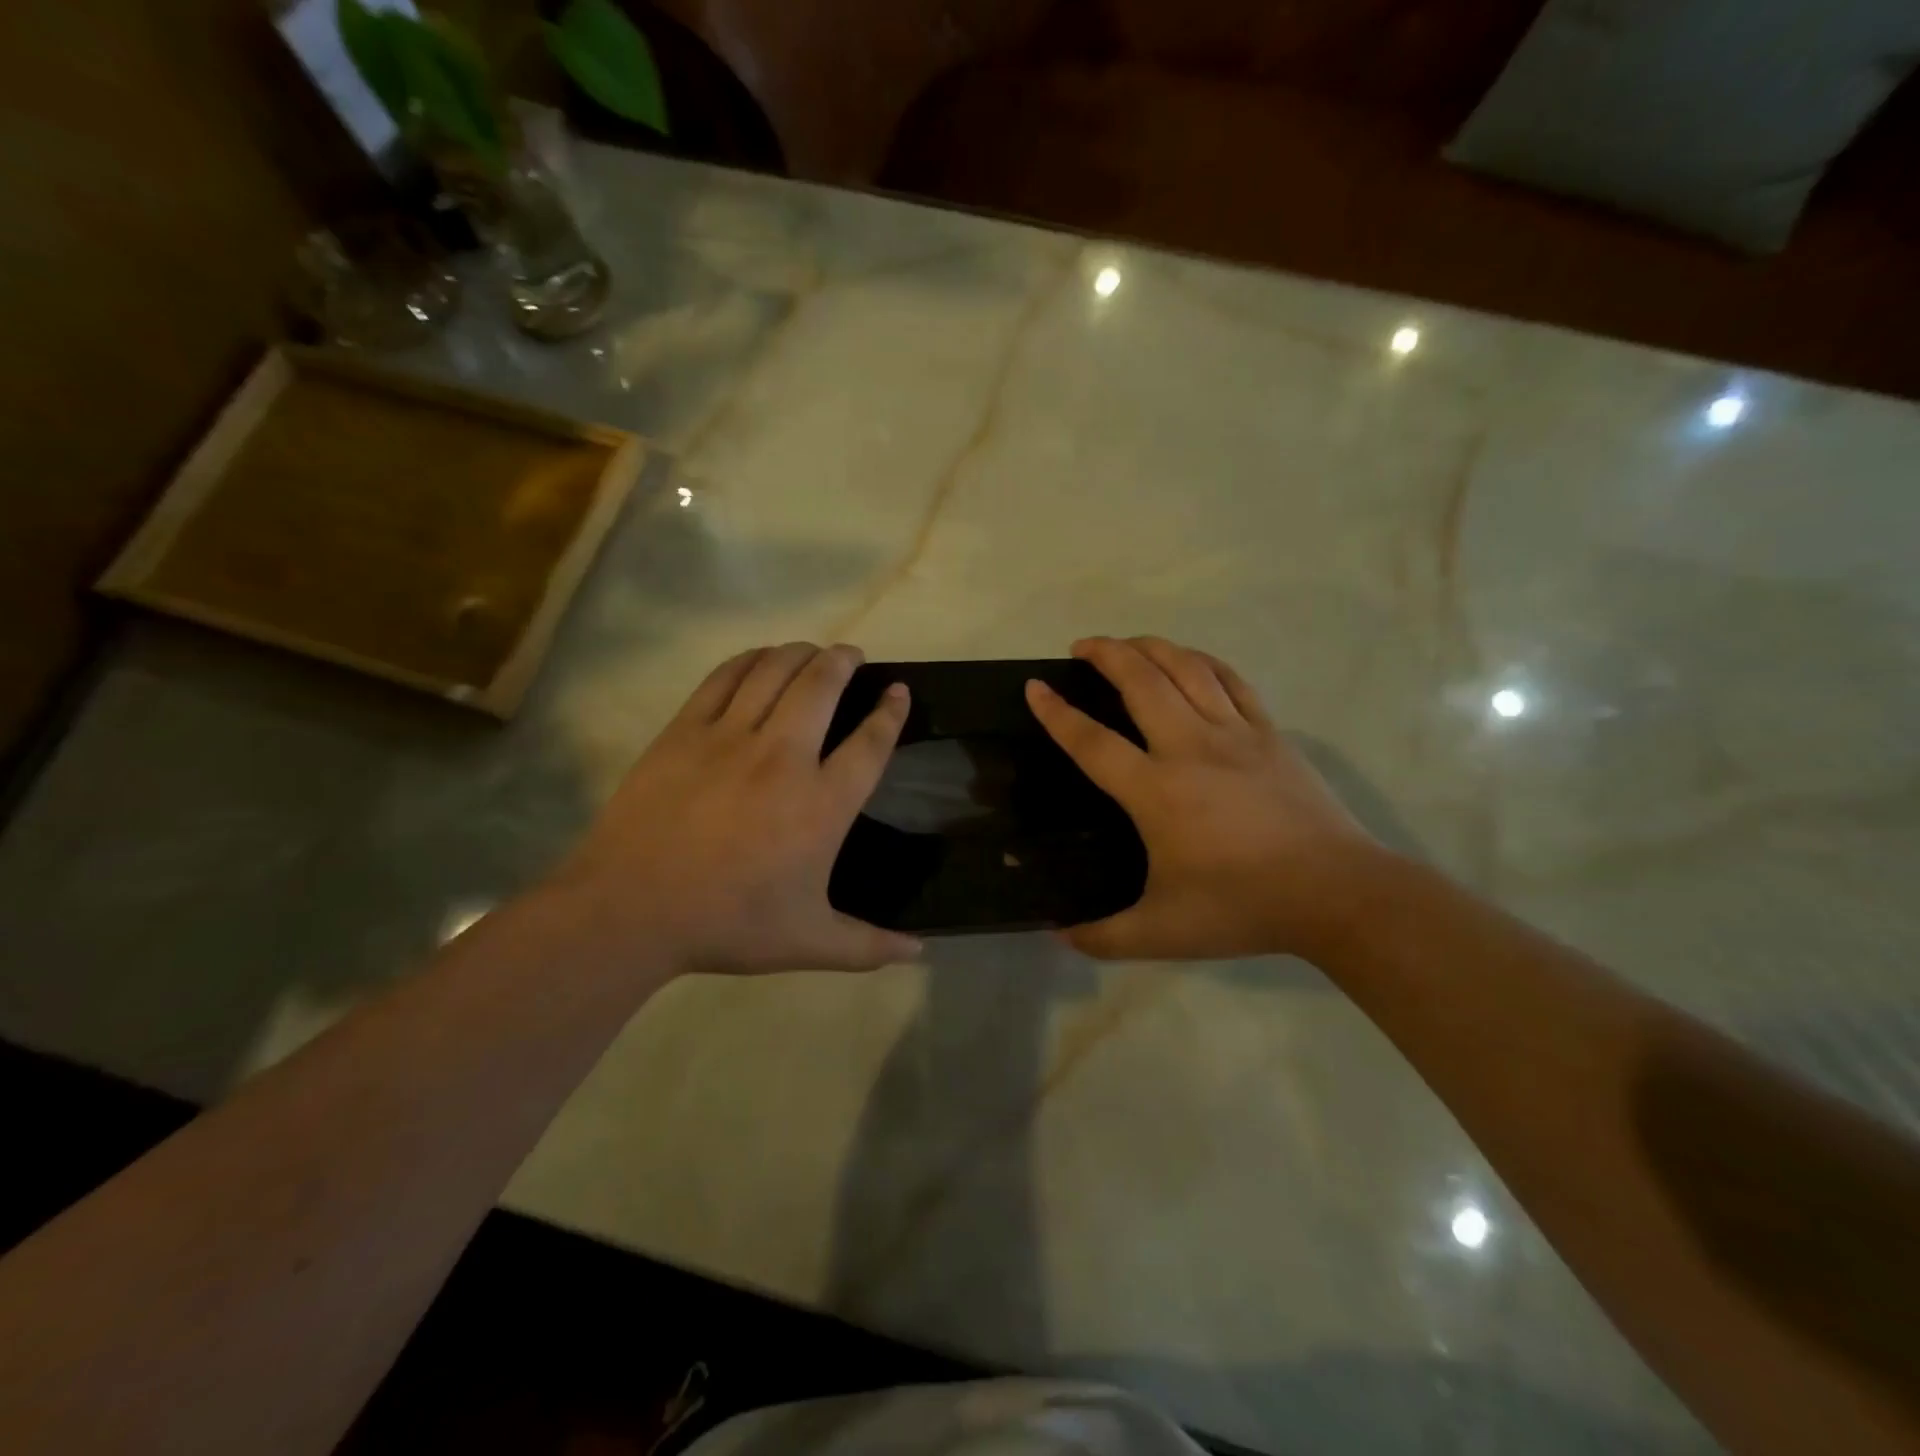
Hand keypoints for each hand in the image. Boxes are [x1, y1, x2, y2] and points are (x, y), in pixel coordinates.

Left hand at [550, 643, 921, 975]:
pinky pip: (725, 678)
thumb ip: (868, 945)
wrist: (632, 909)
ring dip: (801, 653)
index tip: (898, 690)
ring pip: (776, 671)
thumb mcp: (809, 943)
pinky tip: (759, 659)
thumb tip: (920, 952)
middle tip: (853, 656)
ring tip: (813, 652)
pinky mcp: (685, 730)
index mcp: (822, 804)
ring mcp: (731, 737)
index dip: (891, 711)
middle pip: (823, 685)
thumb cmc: (729, 924)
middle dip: (845, 661)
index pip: (870, 742)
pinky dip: (750, 660)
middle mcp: (784, 757)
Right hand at [1026, 636, 1381, 960]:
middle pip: (1140, 681)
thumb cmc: (1243, 907)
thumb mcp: (1161, 933)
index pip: (1092, 741)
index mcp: (1155, 791)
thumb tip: (1058, 935)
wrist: (1336, 894)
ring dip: (1151, 647)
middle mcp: (1189, 748)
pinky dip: (1203, 662)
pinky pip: (1232, 681)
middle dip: (1106, 653)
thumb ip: (1103, 936)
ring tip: (1128, 644)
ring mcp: (1234, 734)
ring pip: (1186, 669)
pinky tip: (1190, 660)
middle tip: (1081, 646)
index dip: (1057, 712)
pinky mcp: (1270, 734)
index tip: (1035, 686)